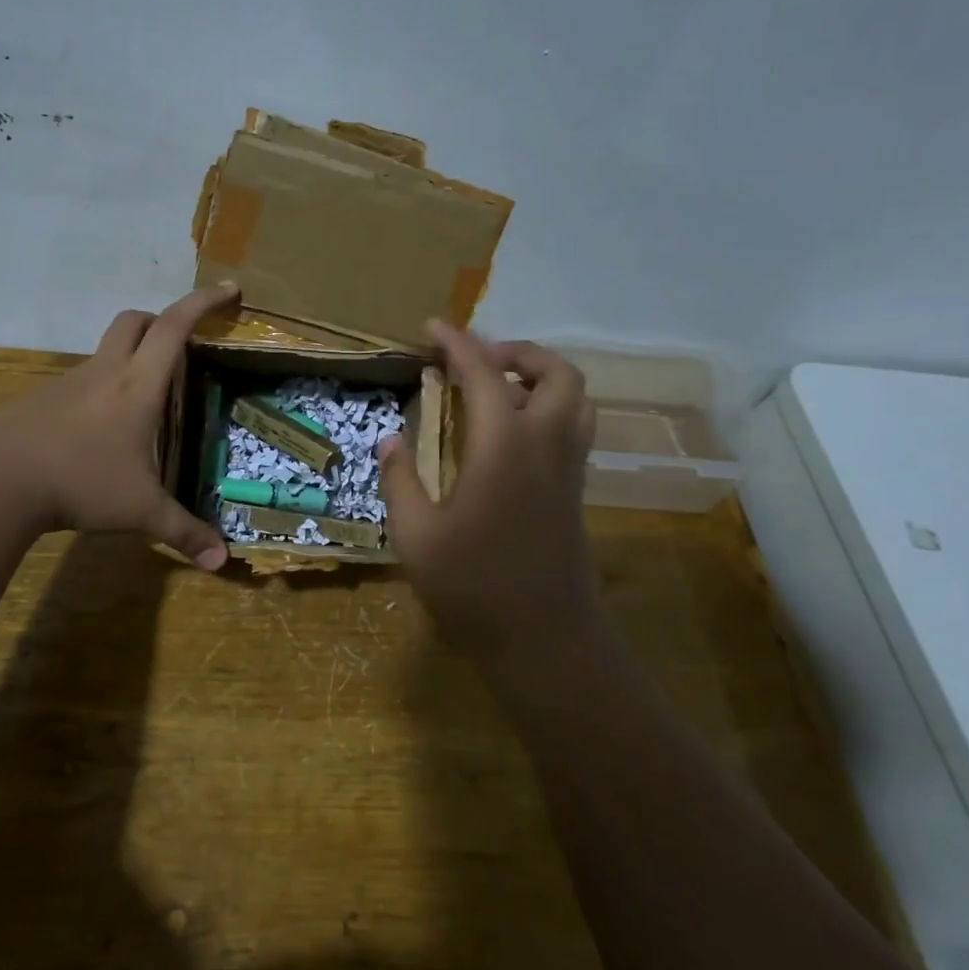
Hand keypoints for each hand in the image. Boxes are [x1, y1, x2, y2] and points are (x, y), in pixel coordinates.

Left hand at [0, 282, 239, 568]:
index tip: (229, 289)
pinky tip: (100, 430)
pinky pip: (81, 381)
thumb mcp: (139, 510)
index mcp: (138, 385)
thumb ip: (182, 532)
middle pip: (135, 321)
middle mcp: (105, 373)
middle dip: (163, 321)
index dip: (204, 303)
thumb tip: (221, 561)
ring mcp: (68, 384)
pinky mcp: (42, 401)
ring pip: (105, 350)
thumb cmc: (80, 482)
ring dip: (130, 356)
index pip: (175, 326)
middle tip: (183, 344)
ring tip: (146, 399)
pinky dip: (101, 389)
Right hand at [378, 320, 599, 672]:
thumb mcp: (416, 536)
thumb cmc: (474, 588)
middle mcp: (546, 446)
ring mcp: (568, 470)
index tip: (432, 326)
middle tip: (476, 362)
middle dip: (518, 352)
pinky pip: (573, 429)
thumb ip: (401, 480)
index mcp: (504, 447)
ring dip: (541, 378)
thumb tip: (391, 439)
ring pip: (577, 400)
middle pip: (558, 373)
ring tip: (496, 391)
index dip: (457, 343)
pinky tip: (508, 436)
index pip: (484, 374)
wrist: (546, 644)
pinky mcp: (574, 494)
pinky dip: (547, 409)